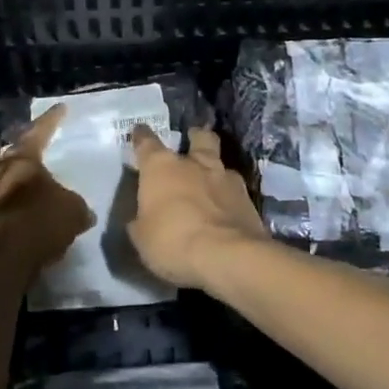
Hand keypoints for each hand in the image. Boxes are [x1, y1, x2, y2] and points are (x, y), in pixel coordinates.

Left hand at [0, 104, 92, 278]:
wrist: (3, 256)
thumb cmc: (40, 219)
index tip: (60, 107)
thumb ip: (75, 206)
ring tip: (12, 188)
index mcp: (23, 161)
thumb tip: (81, 212)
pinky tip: (15, 219)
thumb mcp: (72, 210)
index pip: (39, 132)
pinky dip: (2, 212)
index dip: (51, 120)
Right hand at [126, 125, 265, 289]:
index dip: (141, 136)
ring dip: (215, 171)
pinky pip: (235, 192)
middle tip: (192, 142)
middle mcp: (195, 164)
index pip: (147, 142)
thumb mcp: (142, 238)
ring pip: (221, 163)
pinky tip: (226, 211)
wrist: (227, 257)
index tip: (140, 132)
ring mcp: (226, 179)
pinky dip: (229, 198)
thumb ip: (142, 221)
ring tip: (211, 185)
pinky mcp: (249, 200)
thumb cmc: (173, 242)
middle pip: (199, 137)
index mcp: (161, 167)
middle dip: (196, 137)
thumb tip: (143, 219)